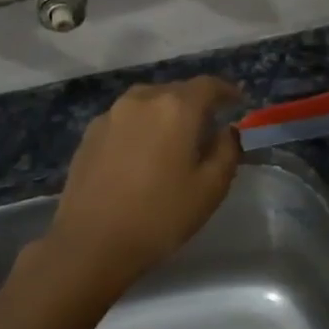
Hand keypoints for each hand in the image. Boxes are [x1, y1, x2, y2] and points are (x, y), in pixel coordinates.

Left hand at [42, 77, 241, 286]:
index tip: (238, 102)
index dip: (227, 91)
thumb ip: (227, 151)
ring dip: (166, 113)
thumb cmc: (159, 216)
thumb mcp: (210, 189)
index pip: (208, 85)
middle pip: (176, 90)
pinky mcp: (89, 133)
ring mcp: (111, 114)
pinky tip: (142, 153)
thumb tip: (226, 131)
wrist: (90, 243)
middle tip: (208, 126)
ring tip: (174, 138)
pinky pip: (126, 119)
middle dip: (196, 103)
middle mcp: (142, 99)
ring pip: (148, 102)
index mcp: (176, 108)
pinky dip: (141, 126)